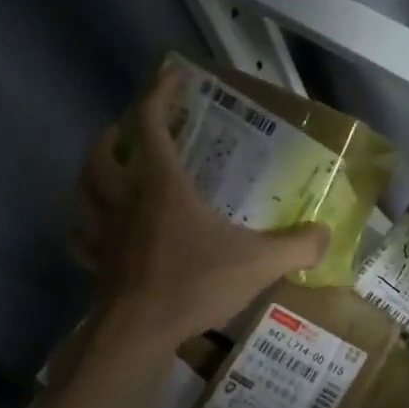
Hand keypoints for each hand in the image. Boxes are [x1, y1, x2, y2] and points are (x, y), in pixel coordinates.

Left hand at [72, 65, 329, 348]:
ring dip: (93, 175)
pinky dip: (86, 228)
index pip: (149, 123)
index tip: (173, 76)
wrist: (139, 332)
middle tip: (134, 132)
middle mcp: (125, 200)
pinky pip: (82, 238)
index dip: (159, 93)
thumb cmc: (194, 285)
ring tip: (112, 175)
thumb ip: (296, 246)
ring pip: (84, 190)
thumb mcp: (257, 264)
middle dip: (116, 134)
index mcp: (160, 185)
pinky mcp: (96, 264)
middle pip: (104, 152)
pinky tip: (98, 233)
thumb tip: (326, 234)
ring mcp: (104, 233)